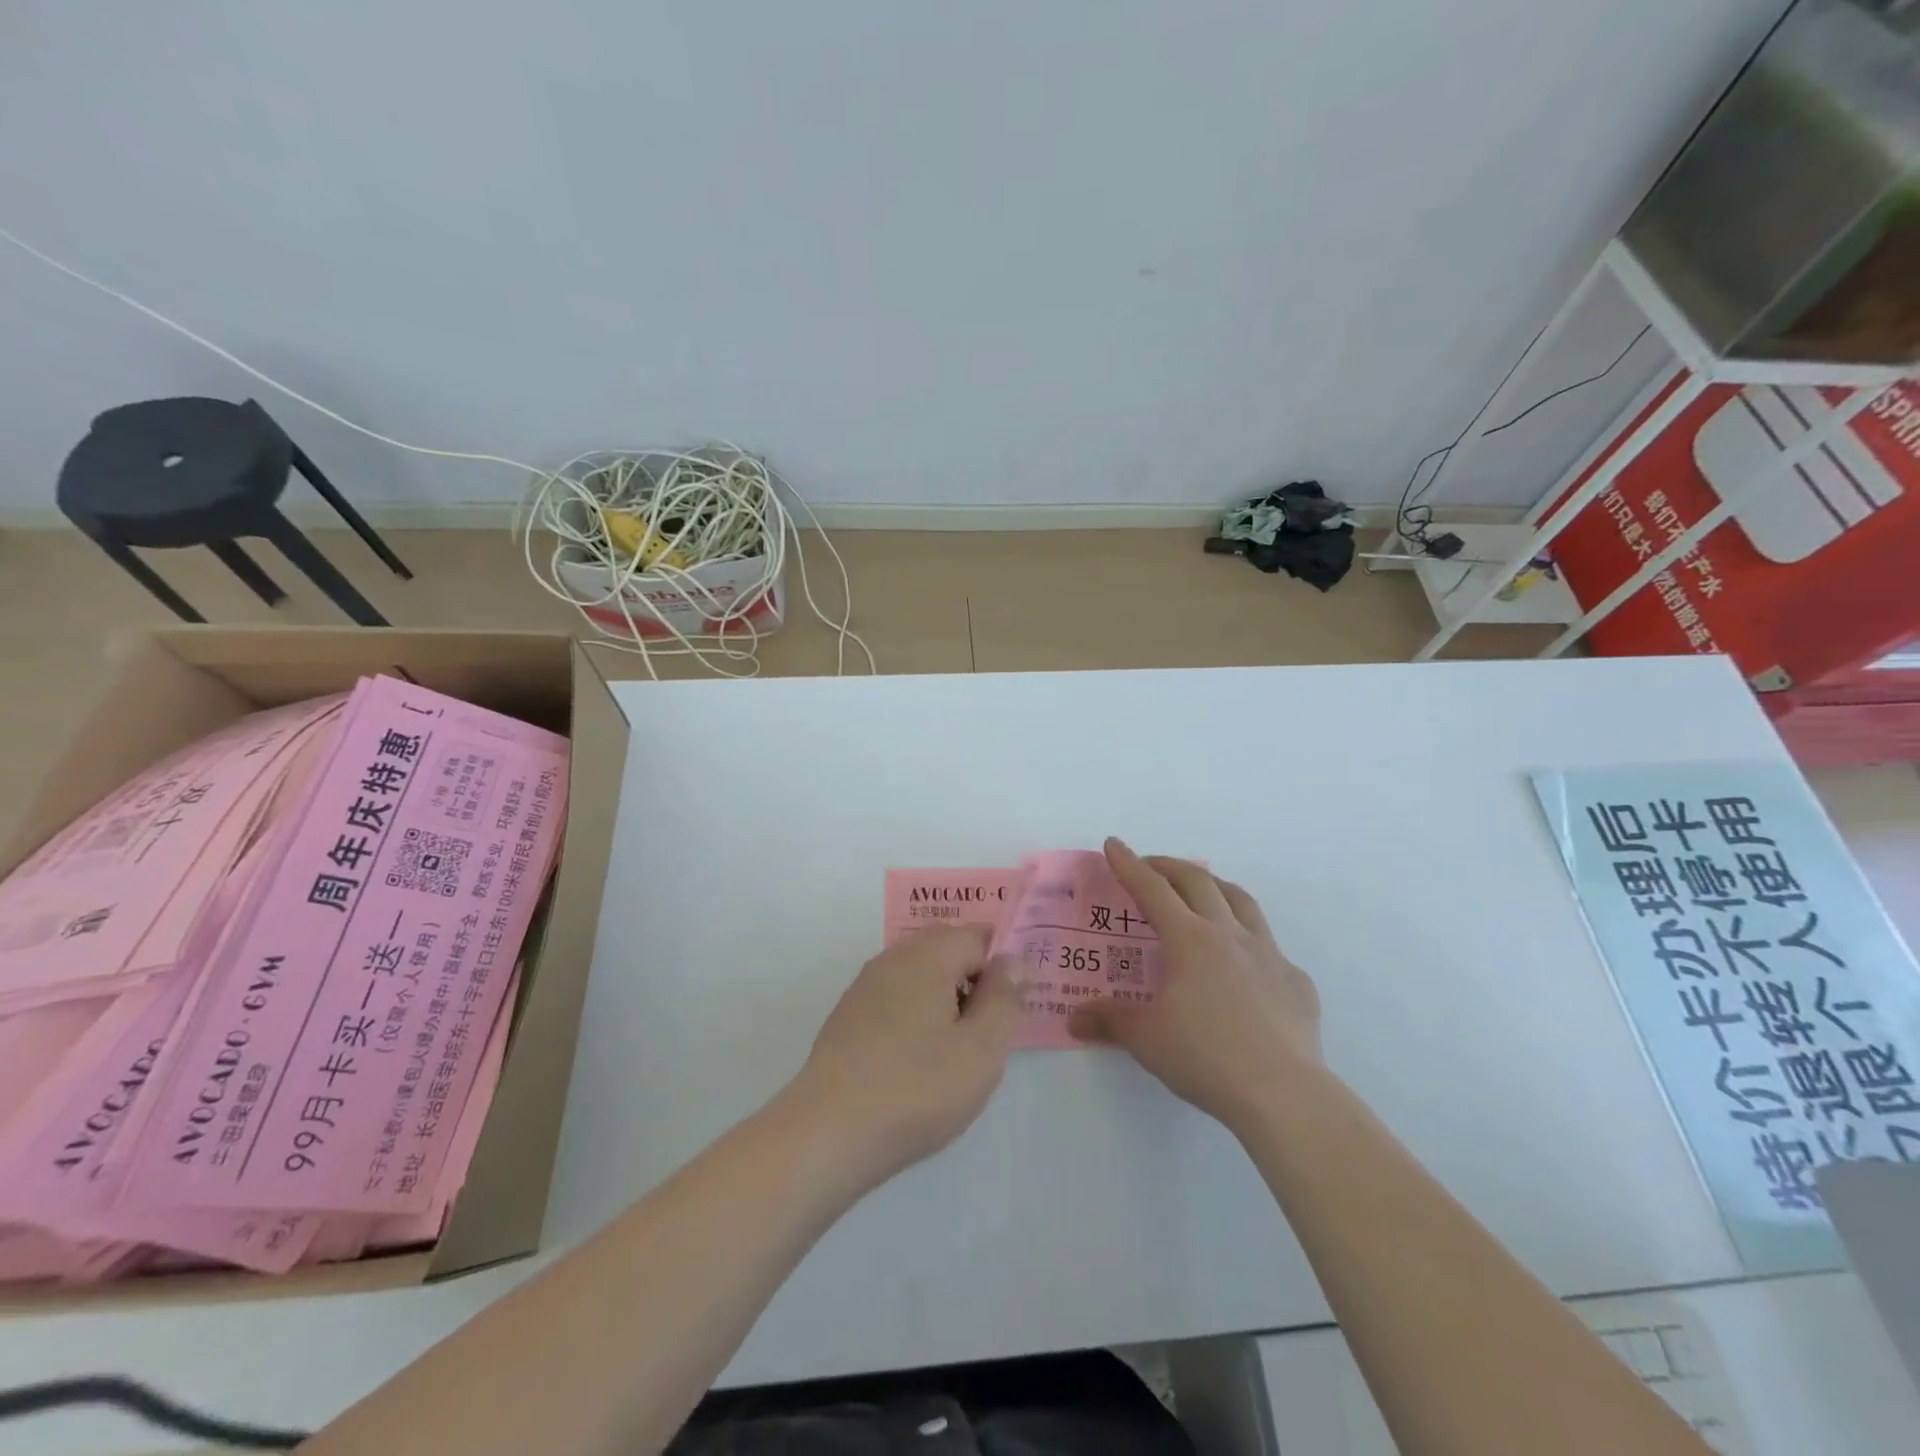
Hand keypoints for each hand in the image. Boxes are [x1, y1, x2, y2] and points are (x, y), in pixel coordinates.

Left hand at [788, 925, 1021, 1186]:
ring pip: (918, 971)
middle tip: (988, 1026)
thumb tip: (1012, 960)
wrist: (828, 1133)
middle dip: (973, 975)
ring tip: (955, 1047)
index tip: (1012, 1005)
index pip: (977, 935)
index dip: (1002, 963)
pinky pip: (894, 995)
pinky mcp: (848, 1015)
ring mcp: (865, 986)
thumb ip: (1003, 998)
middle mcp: (893, 958)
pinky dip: (915, 1011)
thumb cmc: (916, 1089)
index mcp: (928, 956)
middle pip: (945, 946)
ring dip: (944, 994)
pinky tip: (917, 1058)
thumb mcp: (981, 1049)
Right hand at [1071, 838, 1320, 1134]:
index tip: (1114, 844)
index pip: (1153, 889)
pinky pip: (1270, 947)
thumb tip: (1074, 1018)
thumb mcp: (1146, 1038)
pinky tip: (1244, 964)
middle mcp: (1230, 934)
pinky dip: (1249, 940)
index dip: (1129, 865)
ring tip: (1202, 891)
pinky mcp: (1296, 981)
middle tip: (1151, 866)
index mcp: (1190, 939)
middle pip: (1198, 882)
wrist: (1284, 1093)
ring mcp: (1269, 954)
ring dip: (1215, 887)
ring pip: (1241, 901)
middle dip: (1169, 867)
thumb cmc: (1205, 1056)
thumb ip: (1109, 1021)